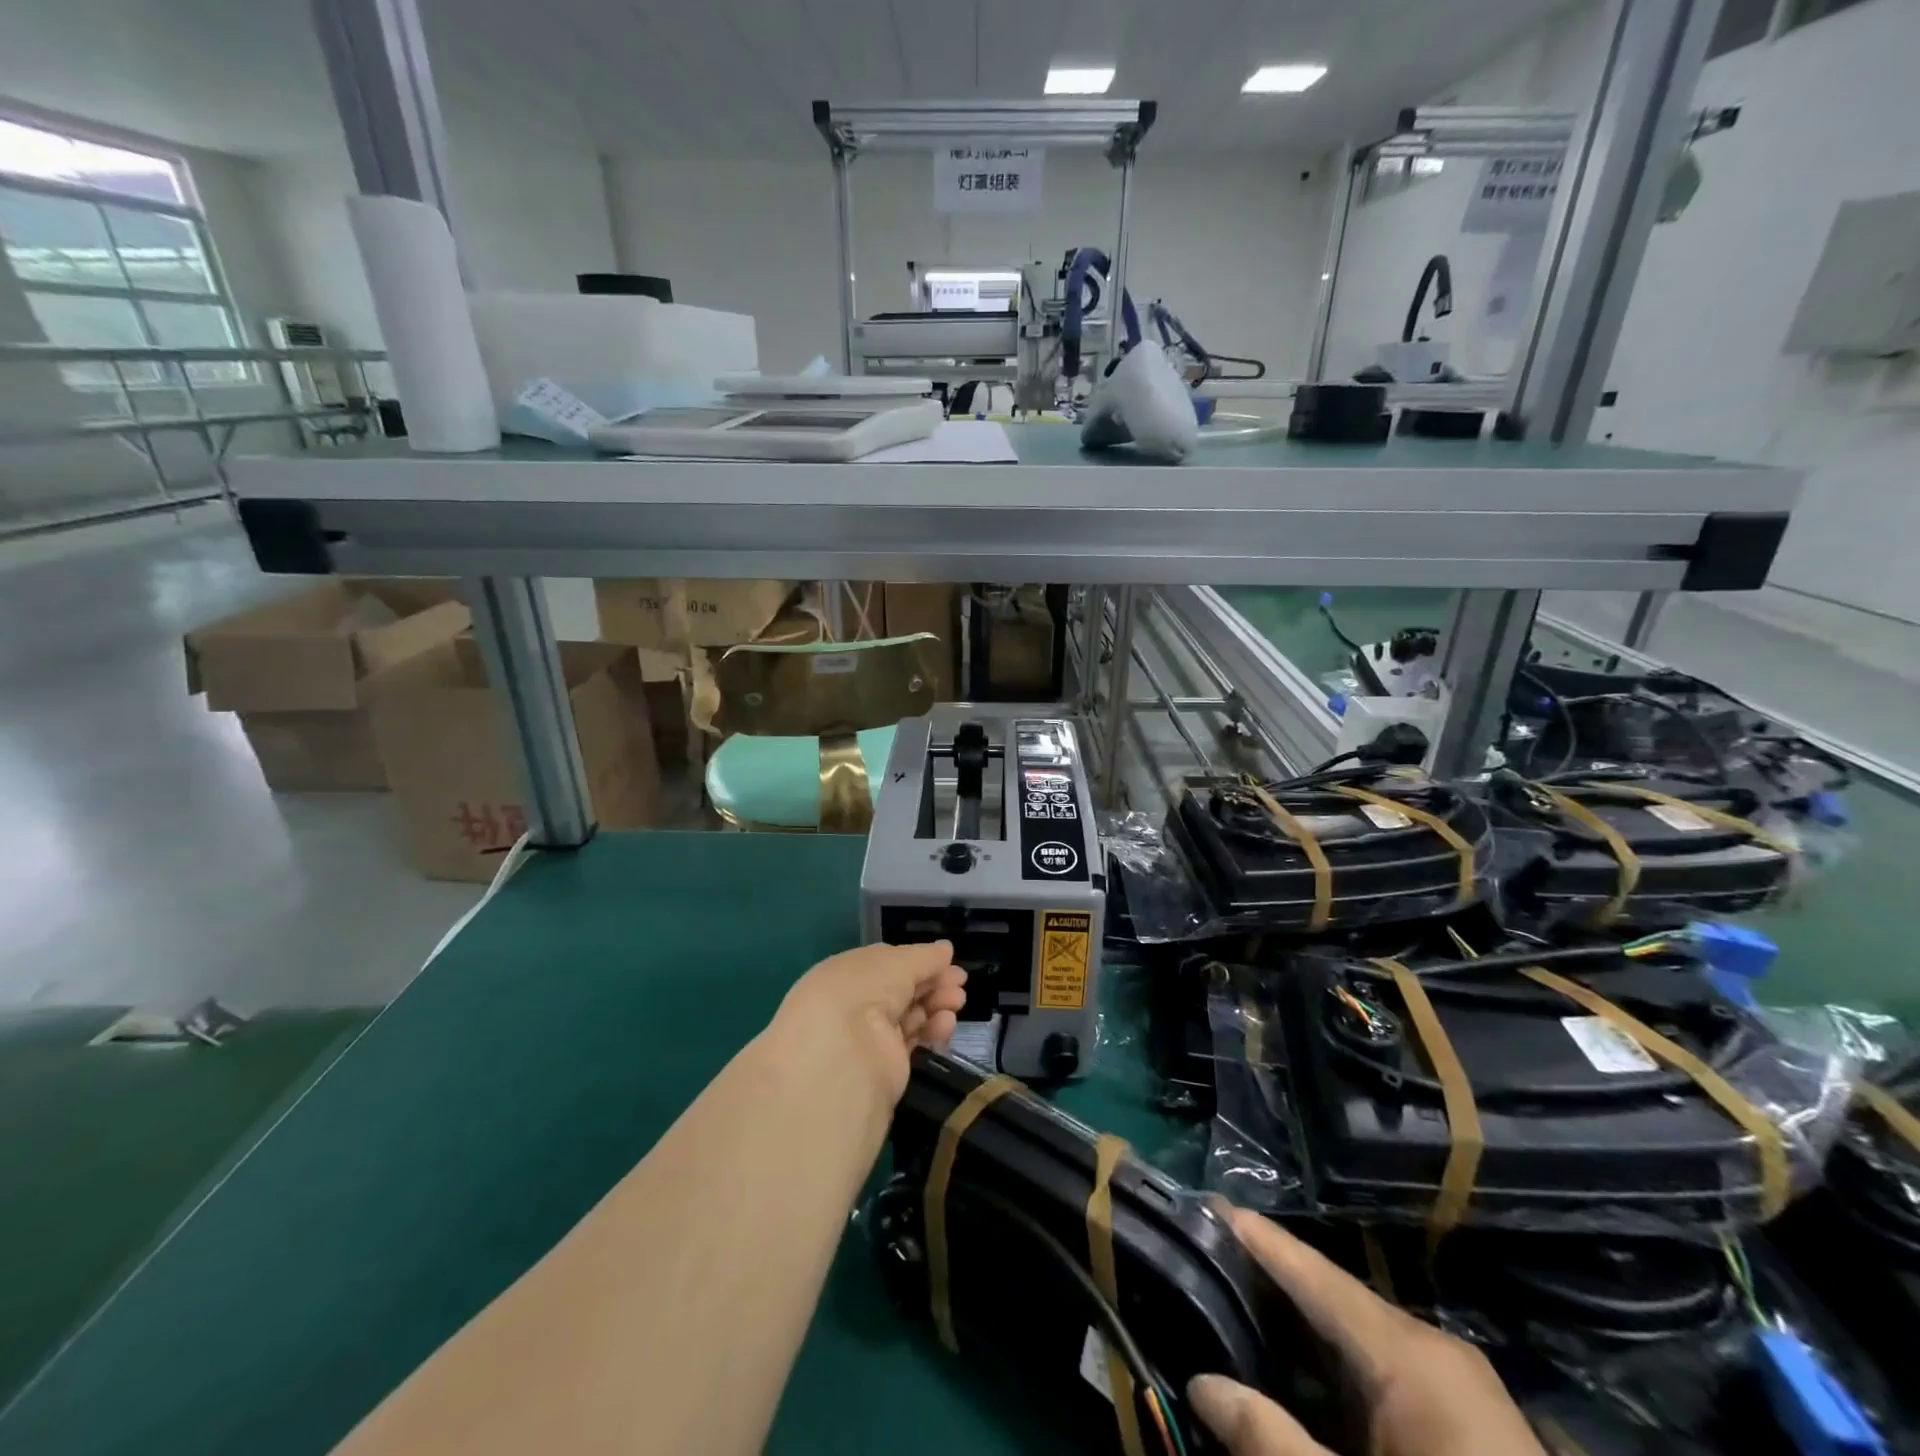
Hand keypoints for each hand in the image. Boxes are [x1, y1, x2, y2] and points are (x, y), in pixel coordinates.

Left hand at [768, 941, 968, 1106]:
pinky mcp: (887, 1064)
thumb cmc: (864, 991)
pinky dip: (932, 1029)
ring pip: (910, 1013)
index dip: (917, 960)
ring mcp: (870, 1035)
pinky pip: (914, 1039)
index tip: (947, 960)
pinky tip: (947, 1023)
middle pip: (902, 988)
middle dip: (933, 981)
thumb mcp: (895, 962)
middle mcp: (856, 1003)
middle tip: (960, 981)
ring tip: (958, 1000)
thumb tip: (946, 950)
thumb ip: (923, 957)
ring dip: (936, 1003)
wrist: (845, 1056)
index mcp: (848, 972)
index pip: (887, 963)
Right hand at [1188, 1207, 1542, 1455]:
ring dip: (1297, 1323)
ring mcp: (1454, 1386)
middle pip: (1330, 1294)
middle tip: (1203, 1255)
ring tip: (1232, 1300)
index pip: (1312, 1270)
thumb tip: (1199, 1383)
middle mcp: (1431, 1349)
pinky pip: (1381, 1369)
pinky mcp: (1464, 1424)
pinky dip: (1331, 1361)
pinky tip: (1293, 1367)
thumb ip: (1269, 1441)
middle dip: (1267, 1277)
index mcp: (1407, 1353)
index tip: (1203, 1202)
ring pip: (1355, 1333)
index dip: (1256, 1236)